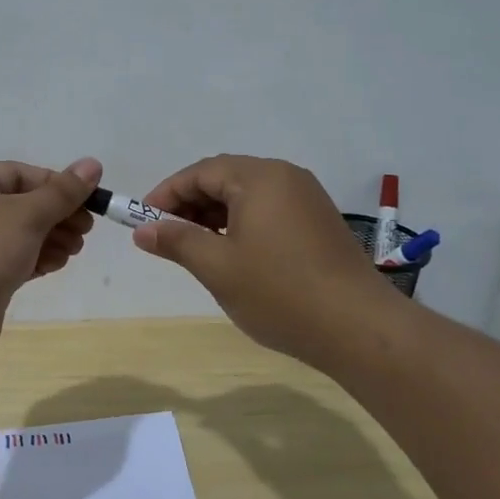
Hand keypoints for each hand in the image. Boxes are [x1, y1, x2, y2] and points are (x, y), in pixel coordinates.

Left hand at [0, 157, 101, 360]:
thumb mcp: (26, 215)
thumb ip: (62, 193)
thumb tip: (93, 164)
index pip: (19, 174)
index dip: (57, 185)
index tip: (90, 201)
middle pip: (19, 205)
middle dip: (56, 216)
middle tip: (85, 231)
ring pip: (15, 235)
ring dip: (49, 239)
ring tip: (75, 250)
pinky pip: (9, 260)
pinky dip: (33, 260)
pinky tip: (56, 265)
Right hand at [134, 155, 397, 367]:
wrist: (357, 327)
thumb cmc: (279, 292)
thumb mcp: (218, 267)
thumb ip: (177, 242)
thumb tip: (142, 230)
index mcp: (260, 177)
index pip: (201, 172)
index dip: (167, 193)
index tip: (142, 220)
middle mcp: (286, 177)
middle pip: (226, 178)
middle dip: (191, 204)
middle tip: (166, 236)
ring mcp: (307, 199)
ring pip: (248, 196)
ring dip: (215, 215)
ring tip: (195, 247)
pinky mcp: (319, 222)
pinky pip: (269, 210)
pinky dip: (242, 224)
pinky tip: (232, 253)